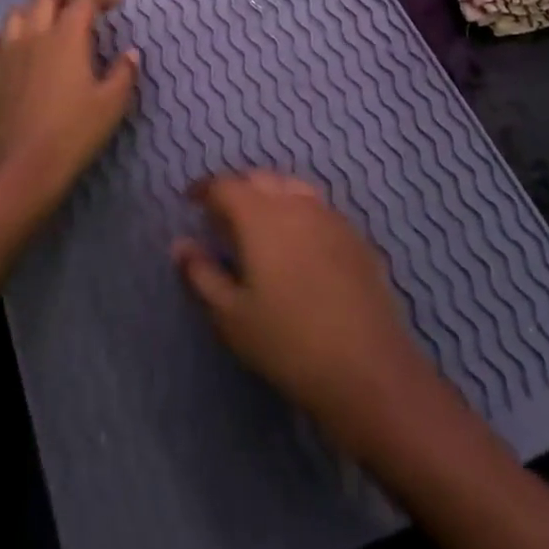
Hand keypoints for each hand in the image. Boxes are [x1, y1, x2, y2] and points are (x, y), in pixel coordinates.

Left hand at [0, 0, 138, 223]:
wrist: (22, 167)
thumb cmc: (74, 133)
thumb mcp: (112, 104)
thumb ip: (124, 73)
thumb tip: (131, 53)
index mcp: (67, 37)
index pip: (84, 1)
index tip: (115, 3)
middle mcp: (34, 36)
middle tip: (82, 7)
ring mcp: (6, 54)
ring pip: (17, 15)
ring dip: (36, 11)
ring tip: (49, 22)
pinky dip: (9, 38)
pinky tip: (16, 49)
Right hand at [173, 172, 438, 458]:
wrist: (368, 369)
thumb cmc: (287, 342)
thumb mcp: (231, 316)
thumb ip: (201, 274)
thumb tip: (180, 244)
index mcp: (259, 215)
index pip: (225, 185)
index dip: (204, 189)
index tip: (191, 201)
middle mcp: (295, 203)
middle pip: (260, 179)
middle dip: (237, 189)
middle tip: (222, 215)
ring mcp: (331, 217)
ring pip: (292, 188)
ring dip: (270, 196)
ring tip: (259, 225)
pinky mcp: (356, 237)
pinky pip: (319, 209)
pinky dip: (299, 213)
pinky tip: (298, 245)